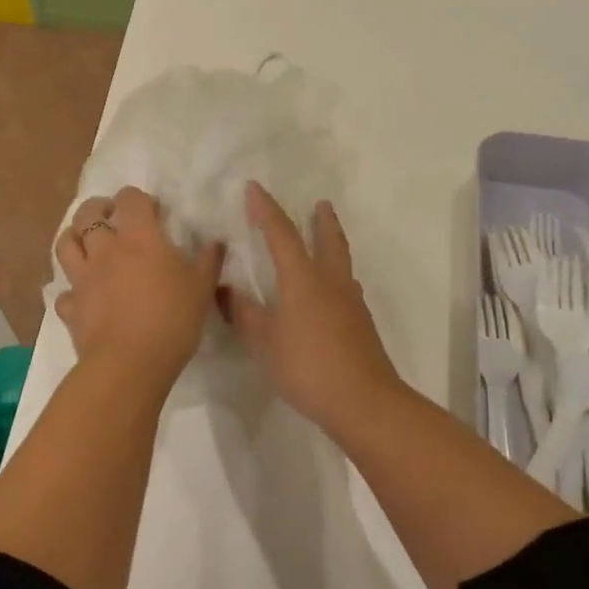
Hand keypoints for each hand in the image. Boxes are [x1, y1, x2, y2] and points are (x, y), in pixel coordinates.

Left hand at [55, 187, 221, 386]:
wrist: (130, 363)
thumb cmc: (172, 319)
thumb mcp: (201, 288)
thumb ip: (208, 261)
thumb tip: (215, 242)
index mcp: (138, 238)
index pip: (130, 199)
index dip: (139, 199)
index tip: (153, 211)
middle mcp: (105, 250)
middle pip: (88, 214)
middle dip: (99, 207)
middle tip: (112, 216)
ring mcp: (83, 278)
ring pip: (65, 244)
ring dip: (74, 236)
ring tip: (87, 242)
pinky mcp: (71, 307)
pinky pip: (65, 292)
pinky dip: (72, 289)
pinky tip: (83, 295)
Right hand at [222, 182, 403, 432]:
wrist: (363, 401)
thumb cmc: (306, 366)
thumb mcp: (262, 341)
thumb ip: (243, 313)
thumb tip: (225, 288)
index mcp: (302, 279)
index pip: (281, 234)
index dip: (266, 210)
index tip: (255, 187)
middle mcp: (329, 281)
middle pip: (328, 240)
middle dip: (321, 220)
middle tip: (320, 203)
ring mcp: (350, 302)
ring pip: (341, 261)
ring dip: (333, 243)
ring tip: (326, 239)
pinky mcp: (361, 323)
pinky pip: (346, 285)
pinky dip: (336, 275)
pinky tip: (332, 291)